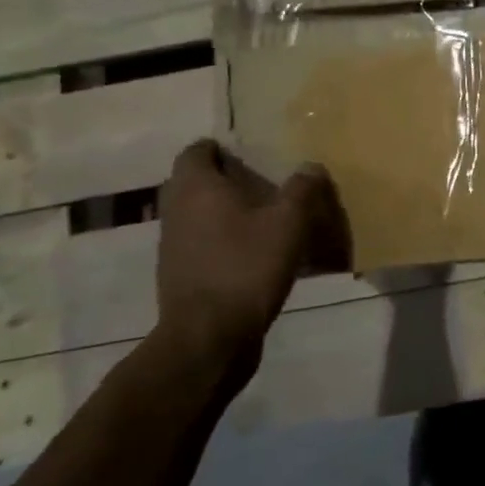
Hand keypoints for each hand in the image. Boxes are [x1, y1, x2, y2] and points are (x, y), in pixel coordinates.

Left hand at [153, 140, 351, 371]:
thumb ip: (302, 190)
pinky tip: (256, 253)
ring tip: (266, 218)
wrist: (209, 337)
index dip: (220, 148)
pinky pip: (203, 244)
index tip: (250, 153)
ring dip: (226, 213)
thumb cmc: (246, 266)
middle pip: (196, 183)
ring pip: (199, 215)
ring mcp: (173, 246)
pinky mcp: (181, 276)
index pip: (197, 151)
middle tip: (265, 182)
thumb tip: (310, 166)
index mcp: (196, 188)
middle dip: (227, 180)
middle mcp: (176, 211)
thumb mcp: (289, 223)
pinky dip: (225, 241)